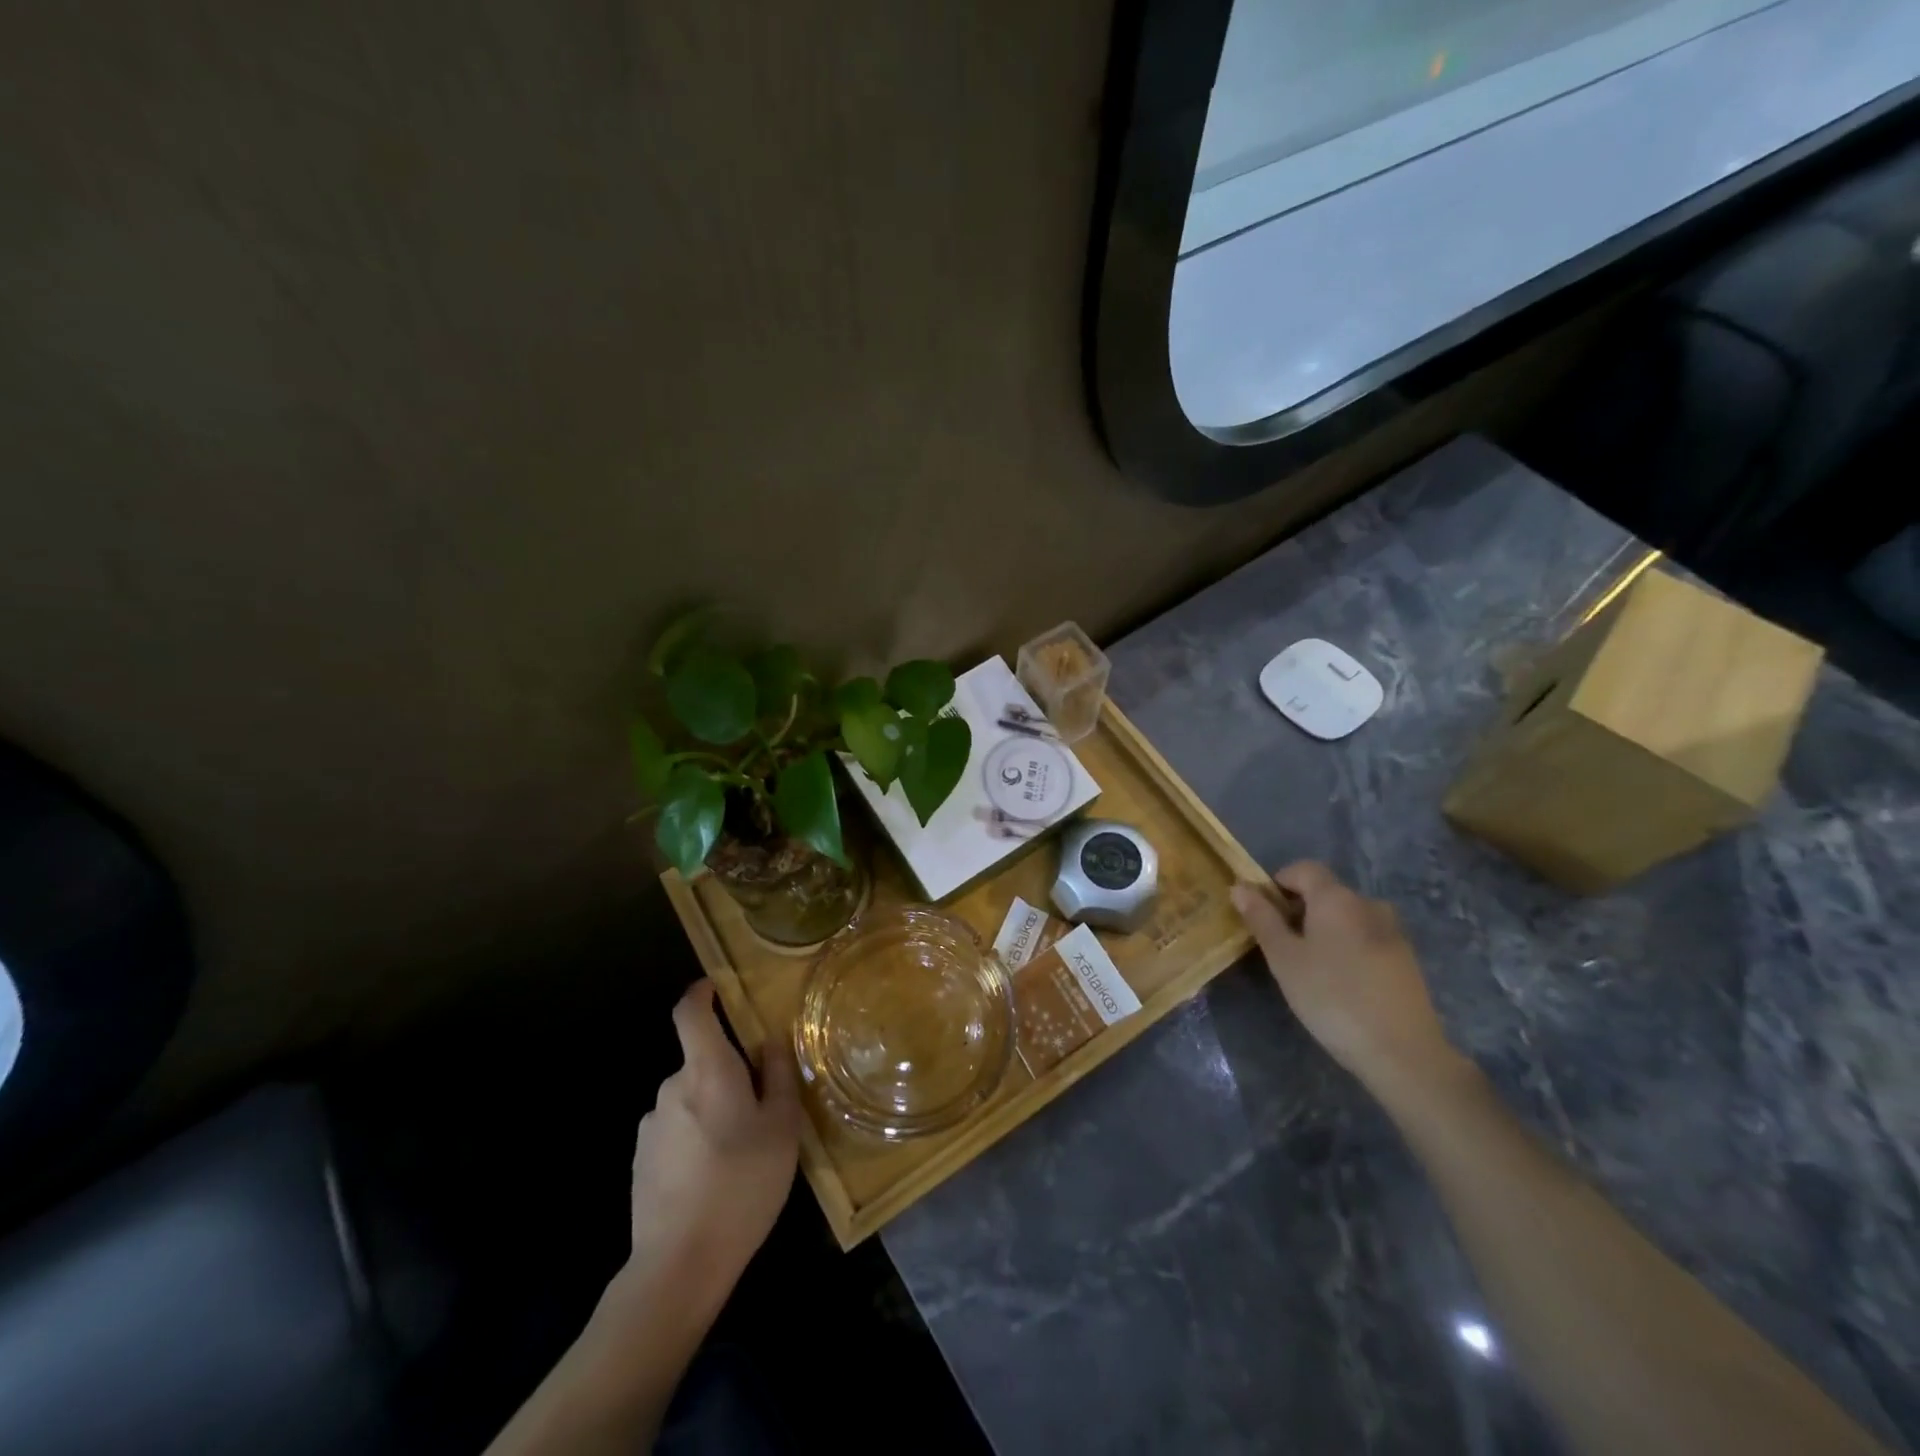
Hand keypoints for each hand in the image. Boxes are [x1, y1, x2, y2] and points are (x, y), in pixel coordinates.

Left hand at [622, 980, 799, 1317]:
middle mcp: (671, 1088)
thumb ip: (777, 1075)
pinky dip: (695, 1139)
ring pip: (690, 1099)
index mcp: (707, 1070)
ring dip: (713, 1109)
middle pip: (701, 1061)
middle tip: (762, 1108)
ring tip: (741, 1152)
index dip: (702, 993)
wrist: (679, 1265)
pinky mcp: (641, 1161)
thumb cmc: (742, 1183)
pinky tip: (714, 1179)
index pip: (690, 1013)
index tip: (717, 989)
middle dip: (728, 1073)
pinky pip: (675, 1131)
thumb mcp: (781, 1126)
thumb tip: (769, 1041)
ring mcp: (651, 1126)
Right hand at [1231, 861, 1458, 1096]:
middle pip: (1326, 892)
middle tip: (1281, 946)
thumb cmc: (1332, 998)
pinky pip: (1366, 938)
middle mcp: (1368, 904)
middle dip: (1299, 910)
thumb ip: (1261, 918)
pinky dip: (1347, 948)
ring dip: (1324, 930)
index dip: (1278, 882)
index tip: (1263, 913)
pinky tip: (1341, 984)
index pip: (1303, 869)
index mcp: (1336, 898)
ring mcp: (1393, 932)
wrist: (1403, 1053)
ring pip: (1347, 917)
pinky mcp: (1406, 960)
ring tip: (1310, 967)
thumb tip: (1240, 886)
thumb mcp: (1284, 958)